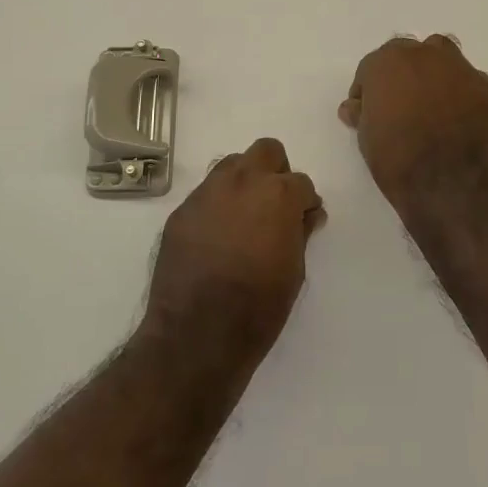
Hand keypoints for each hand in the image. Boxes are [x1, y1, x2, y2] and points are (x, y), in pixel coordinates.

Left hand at [142, 138, 324, 361]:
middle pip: (266, 151)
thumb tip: (306, 215)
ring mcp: (207, 193)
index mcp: (277, 194)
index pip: (301, 182)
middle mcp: (242, 181)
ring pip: (231, 165)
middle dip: (276, 172)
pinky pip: (206, 195)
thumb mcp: (294, 271)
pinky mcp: (181, 211)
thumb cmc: (258, 307)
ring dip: (244, 182)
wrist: (196, 335)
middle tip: (276, 206)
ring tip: (244, 218)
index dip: (305, 203)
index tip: (304, 221)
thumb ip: (301, 232)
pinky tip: (216, 237)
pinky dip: (217, 206)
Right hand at [339, 36, 487, 214]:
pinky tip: (457, 116)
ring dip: (432, 70)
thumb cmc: (398, 160)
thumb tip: (356, 106)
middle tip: (399, 102)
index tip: (367, 109)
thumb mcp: (366, 138)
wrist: (451, 185)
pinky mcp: (485, 86)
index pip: (371, 67)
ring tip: (430, 100)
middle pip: (407, 53)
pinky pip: (467, 79)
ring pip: (441, 55)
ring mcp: (458, 67)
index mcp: (387, 63)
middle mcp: (423, 54)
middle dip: (400, 73)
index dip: (368, 88)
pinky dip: (459, 91)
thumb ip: (362, 113)